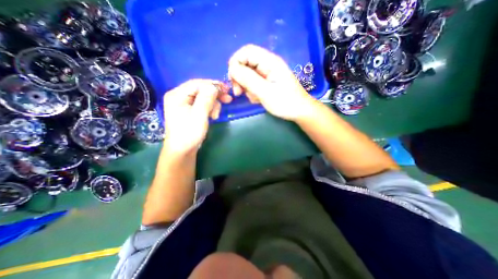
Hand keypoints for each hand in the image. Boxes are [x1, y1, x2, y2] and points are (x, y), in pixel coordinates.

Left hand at [165, 79, 231, 154]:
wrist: (182, 150)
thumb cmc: (189, 133)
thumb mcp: (199, 115)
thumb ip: (206, 99)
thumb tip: (215, 86)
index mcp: (177, 95)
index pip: (197, 83)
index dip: (213, 84)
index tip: (227, 89)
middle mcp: (179, 96)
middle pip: (200, 89)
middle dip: (215, 95)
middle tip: (228, 99)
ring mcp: (184, 104)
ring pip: (203, 97)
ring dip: (213, 104)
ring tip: (216, 115)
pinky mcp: (189, 110)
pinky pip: (202, 104)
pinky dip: (210, 109)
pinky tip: (213, 116)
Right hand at [228, 44, 314, 120]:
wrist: (299, 112)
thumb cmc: (285, 102)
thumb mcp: (265, 92)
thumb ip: (248, 79)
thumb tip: (232, 69)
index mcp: (269, 61)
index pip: (246, 51)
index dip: (235, 62)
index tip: (233, 80)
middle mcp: (267, 65)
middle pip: (245, 63)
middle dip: (239, 78)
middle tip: (239, 93)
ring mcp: (267, 74)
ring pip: (248, 75)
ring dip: (246, 87)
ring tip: (254, 98)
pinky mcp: (267, 83)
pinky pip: (253, 83)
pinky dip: (252, 91)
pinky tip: (258, 99)